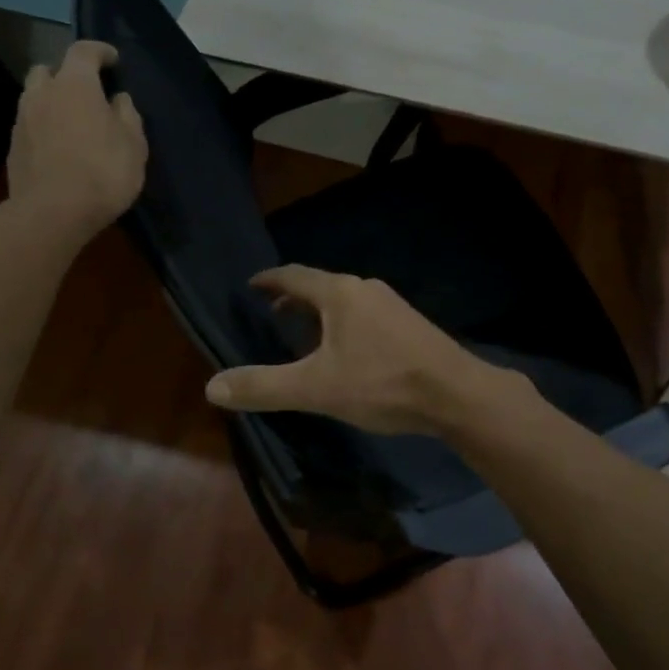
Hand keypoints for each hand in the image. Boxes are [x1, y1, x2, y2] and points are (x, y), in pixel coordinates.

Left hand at [6, 42, 147, 232]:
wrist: (53, 213)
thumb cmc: (103, 172)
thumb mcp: (134, 144)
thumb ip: (127, 115)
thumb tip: (118, 100)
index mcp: (75, 85)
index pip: (83, 51)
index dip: (100, 51)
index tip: (113, 60)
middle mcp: (42, 94)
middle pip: (49, 70)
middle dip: (67, 75)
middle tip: (87, 93)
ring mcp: (22, 120)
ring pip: (35, 98)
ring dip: (53, 102)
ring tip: (73, 122)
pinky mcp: (13, 147)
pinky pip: (31, 125)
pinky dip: (45, 127)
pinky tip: (60, 148)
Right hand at [204, 266, 518, 435]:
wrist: (456, 393)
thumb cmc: (382, 383)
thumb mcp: (316, 388)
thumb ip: (265, 386)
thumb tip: (212, 386)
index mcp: (340, 293)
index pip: (294, 275)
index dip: (269, 279)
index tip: (251, 285)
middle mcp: (366, 289)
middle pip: (321, 286)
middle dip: (294, 298)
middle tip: (272, 312)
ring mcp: (392, 305)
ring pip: (345, 301)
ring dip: (320, 312)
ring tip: (304, 333)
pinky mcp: (410, 325)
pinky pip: (365, 315)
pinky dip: (344, 324)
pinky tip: (347, 351)